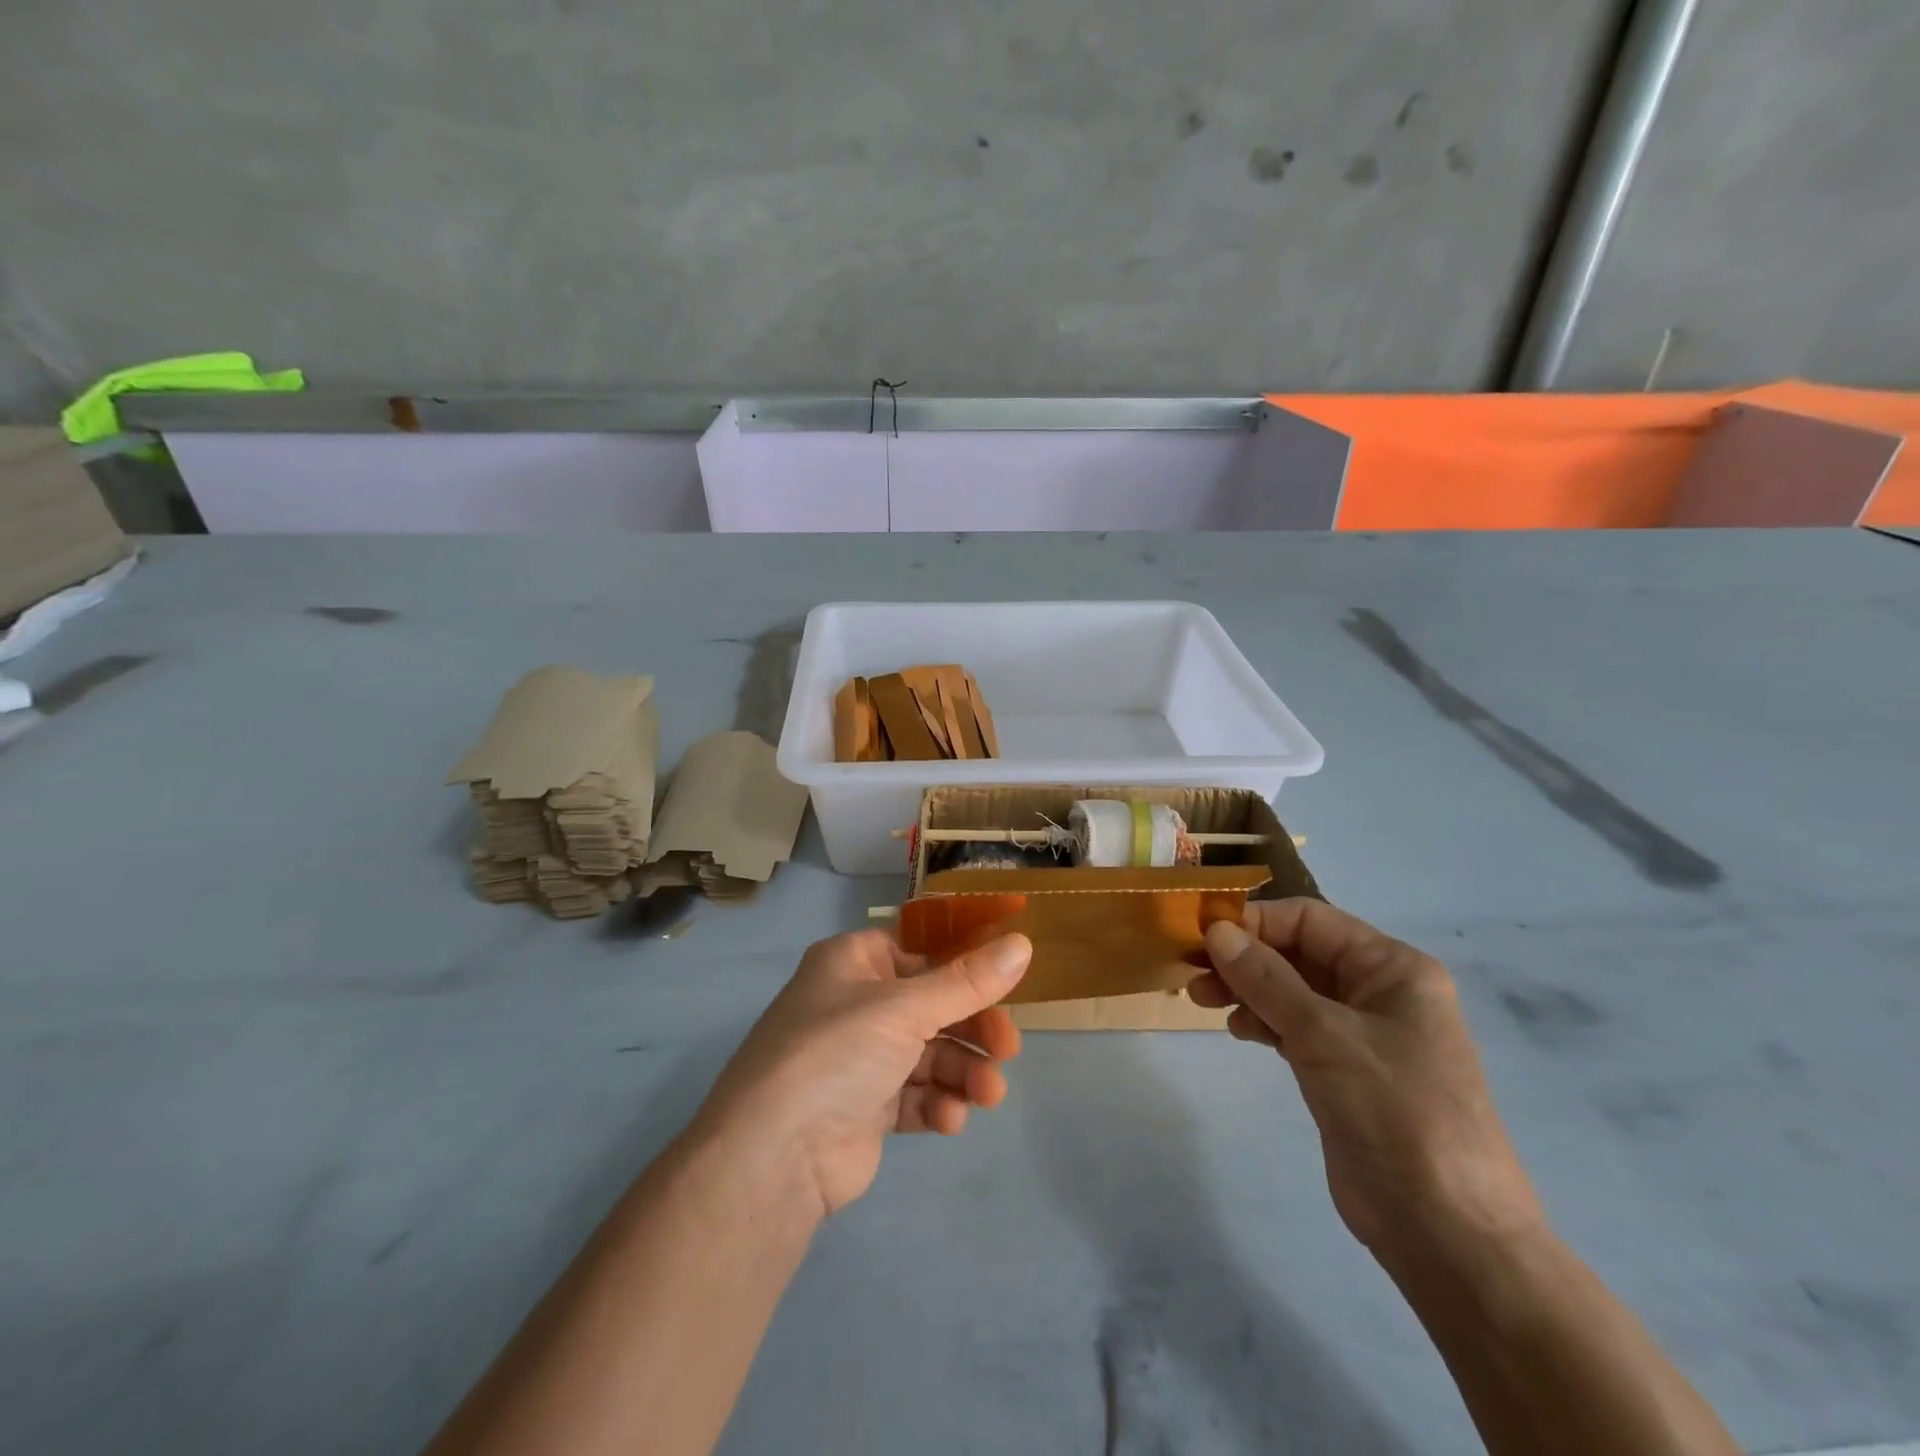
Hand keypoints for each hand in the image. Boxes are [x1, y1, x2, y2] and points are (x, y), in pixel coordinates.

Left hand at [694, 931, 1030, 1219]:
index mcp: (854, 962)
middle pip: (931, 1006)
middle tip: (1009, 1049)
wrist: (774, 1156)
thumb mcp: (906, 1008)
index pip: (920, 951)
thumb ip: (968, 981)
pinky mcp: (864, 1108)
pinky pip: (914, 1096)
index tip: (1008, 980)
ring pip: (928, 1054)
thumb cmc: (837, 1052)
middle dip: (972, 1028)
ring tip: (987, 1094)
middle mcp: (854, 1004)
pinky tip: (948, 1120)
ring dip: (962, 1072)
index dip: (963, 964)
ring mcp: (858, 1058)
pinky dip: (936, 1104)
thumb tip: (1023, 943)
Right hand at [1190, 900, 1542, 1264]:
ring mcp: (1363, 1033)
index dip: (1255, 922)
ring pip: (1291, 990)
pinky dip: (1263, 1021)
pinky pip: (1295, 1026)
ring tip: (1202, 1000)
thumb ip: (1266, 978)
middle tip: (1193, 972)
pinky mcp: (1344, 1070)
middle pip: (1298, 952)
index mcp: (1393, 968)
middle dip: (1245, 958)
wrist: (1447, 1232)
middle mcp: (1380, 991)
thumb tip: (1216, 930)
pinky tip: (1237, 1030)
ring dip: (1247, 988)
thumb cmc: (1394, 1112)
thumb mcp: (1324, 1034)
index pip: (1311, 920)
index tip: (1202, 937)